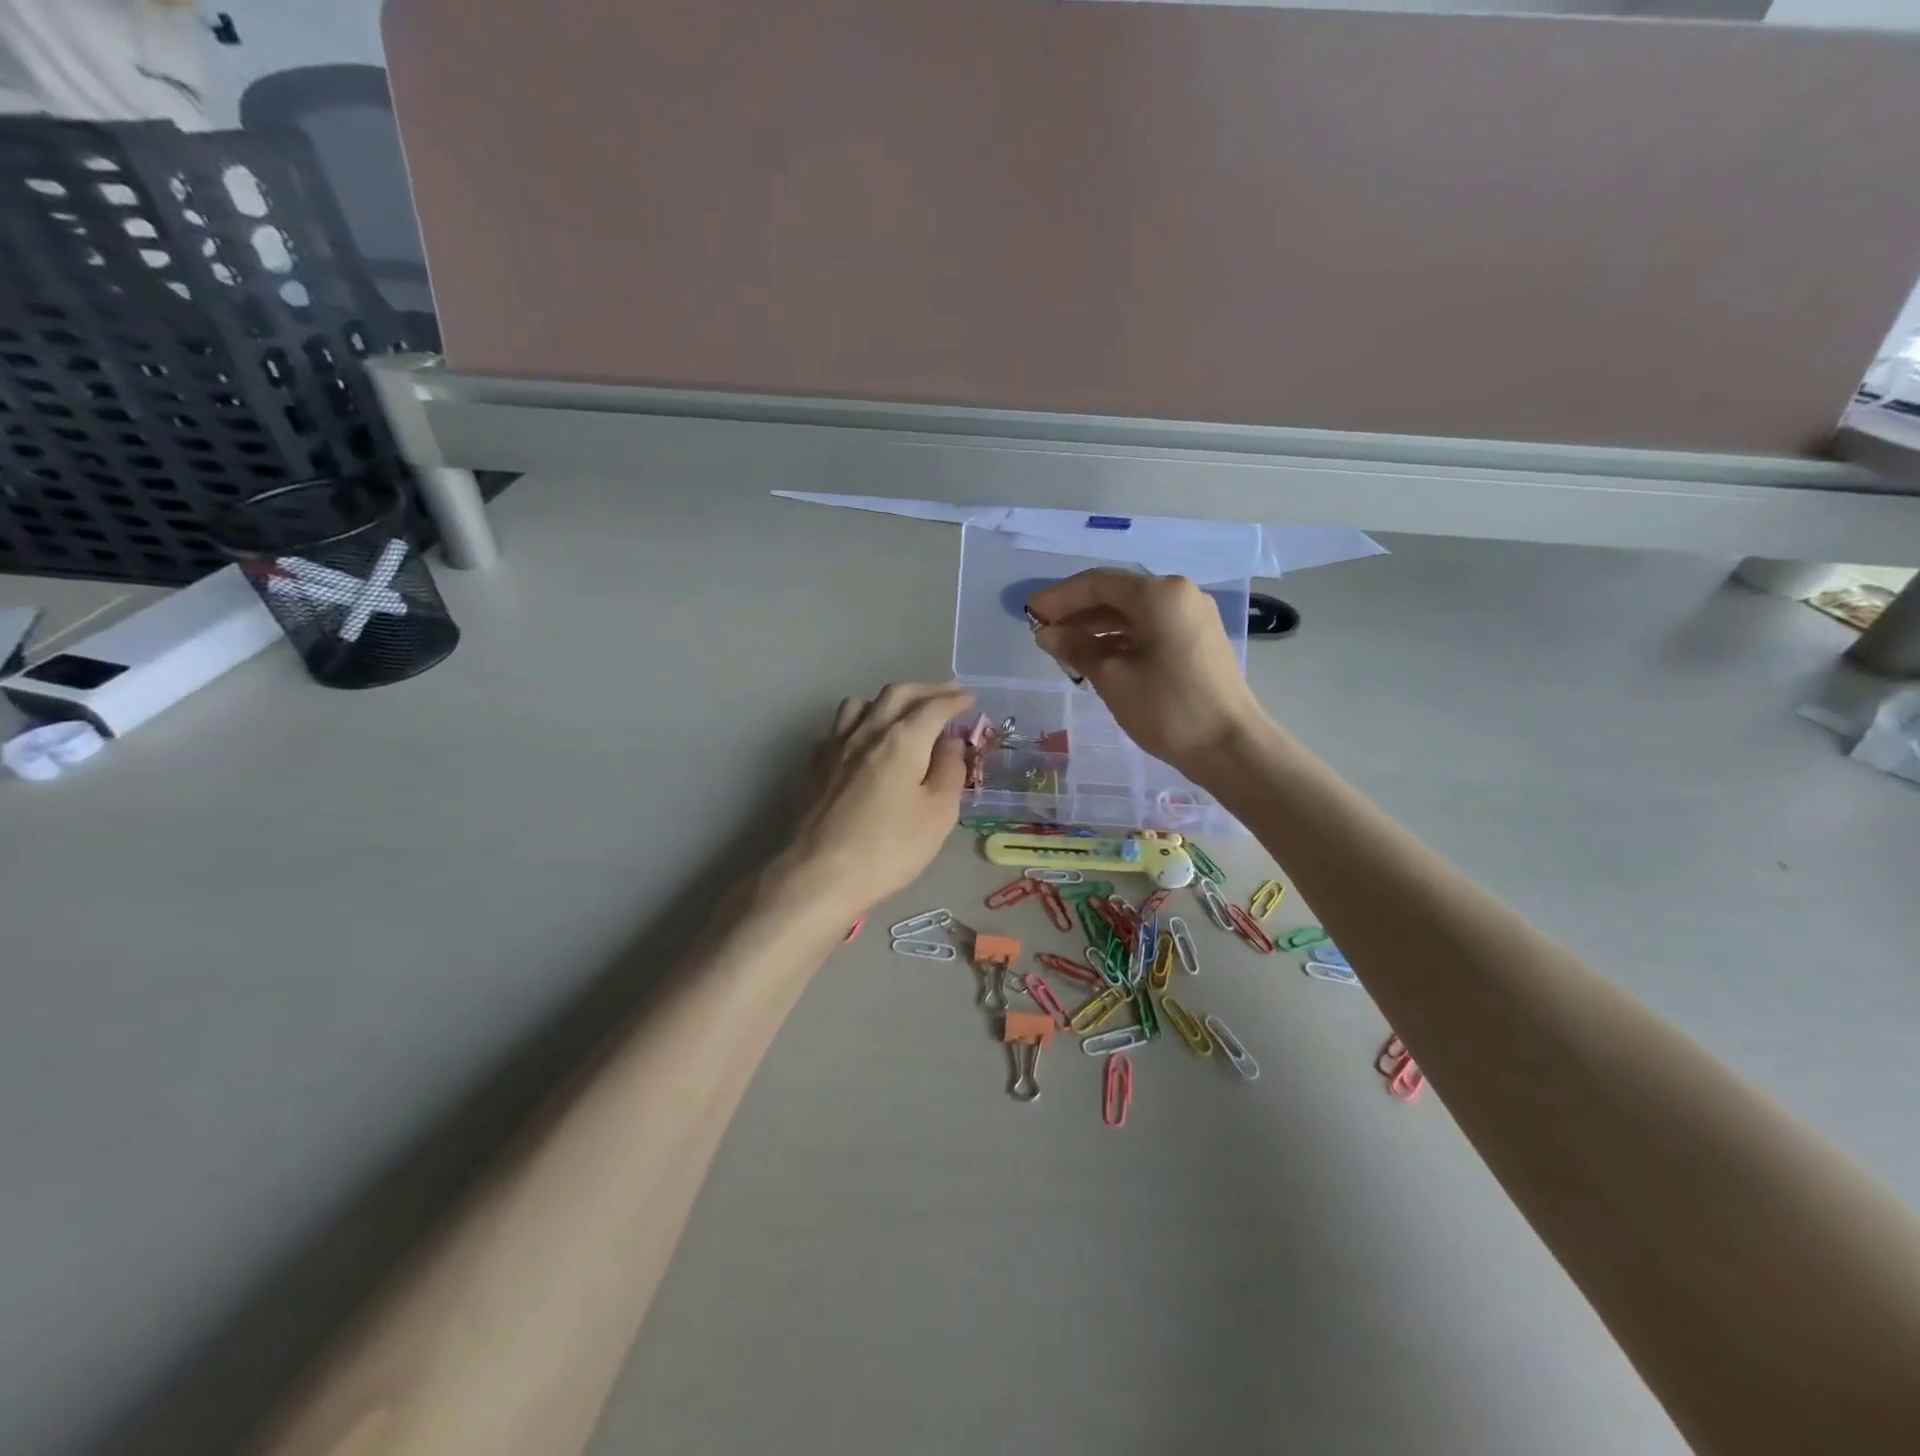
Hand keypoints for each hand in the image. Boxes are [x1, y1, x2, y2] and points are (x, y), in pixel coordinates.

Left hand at [773, 682, 973, 920]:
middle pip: (897, 694)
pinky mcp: (815, 766)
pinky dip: (857, 725)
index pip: (934, 707)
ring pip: (860, 704)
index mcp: (902, 740)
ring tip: (902, 713)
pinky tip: (861, 743)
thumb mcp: (938, 814)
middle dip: (925, 690)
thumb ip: (949, 771)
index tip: (970, 698)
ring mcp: (835, 747)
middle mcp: (867, 732)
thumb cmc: (889, 848)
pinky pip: (838, 729)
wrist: (821, 874)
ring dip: (887, 701)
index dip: (955, 700)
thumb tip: (950, 743)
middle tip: (946, 695)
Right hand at [1026, 570, 1268, 774]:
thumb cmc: (1168, 710)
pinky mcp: (1198, 639)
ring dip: (1097, 627)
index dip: (1058, 598)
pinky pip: (1150, 628)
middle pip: (1116, 594)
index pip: (1097, 583)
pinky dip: (1121, 639)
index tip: (1029, 615)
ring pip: (1133, 612)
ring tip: (1065, 649)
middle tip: (1043, 634)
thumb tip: (1047, 633)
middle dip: (1077, 612)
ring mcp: (1192, 616)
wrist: (1231, 747)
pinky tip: (1098, 658)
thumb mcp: (1113, 678)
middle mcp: (1179, 594)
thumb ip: (1076, 648)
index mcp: (1159, 594)